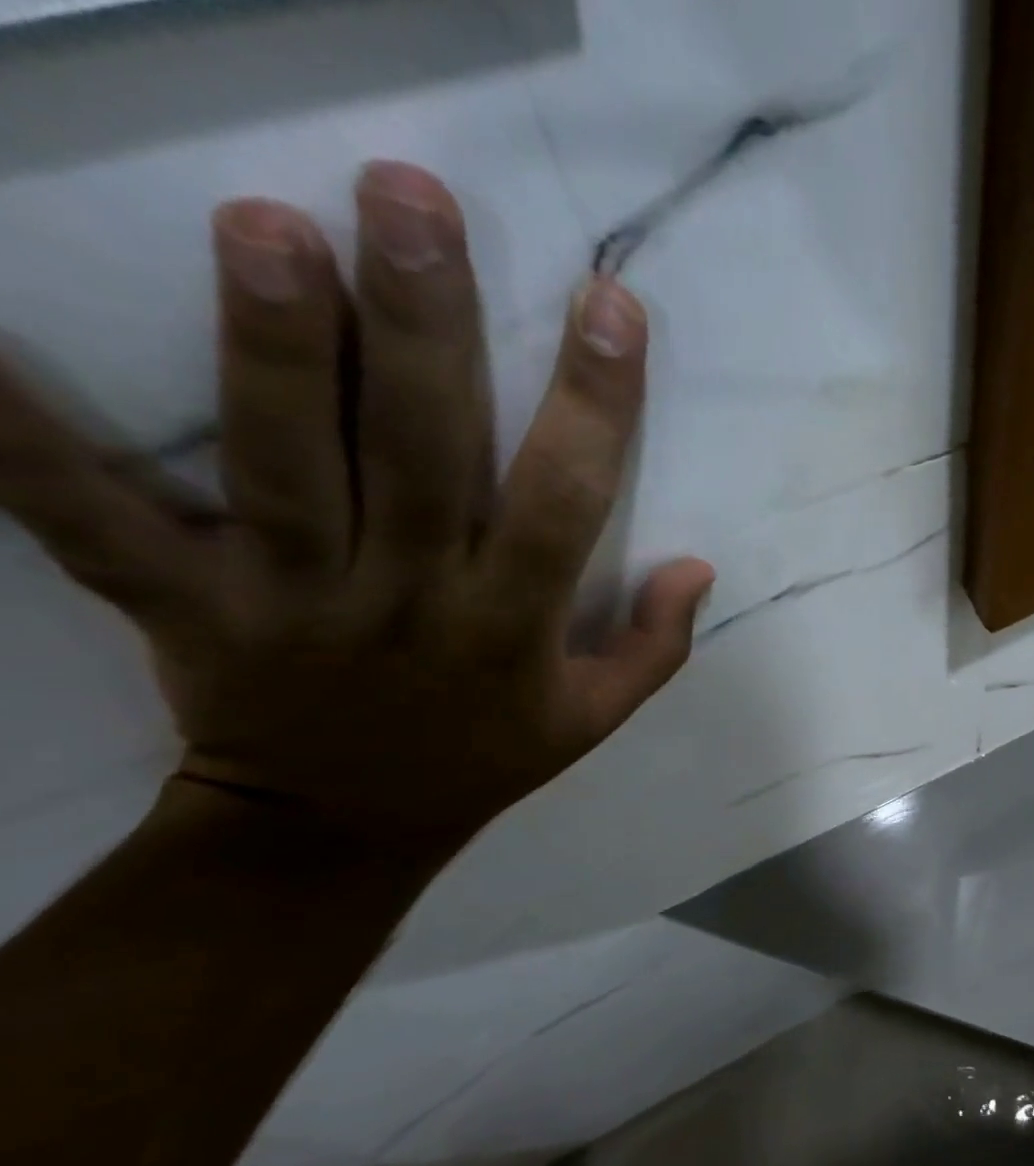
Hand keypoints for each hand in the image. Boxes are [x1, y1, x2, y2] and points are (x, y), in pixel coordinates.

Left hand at [0, 162, 711, 847]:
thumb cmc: (485, 757)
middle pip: (422, 459)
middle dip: (426, 331)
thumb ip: (656, 647)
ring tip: (267, 225)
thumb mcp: (594, 719)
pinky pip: (95, 522)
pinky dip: (22, 434)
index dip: (594, 406)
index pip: (566, 504)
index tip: (610, 306)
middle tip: (412, 200)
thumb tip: (697, 566)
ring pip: (285, 468)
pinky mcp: (186, 606)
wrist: (340, 828)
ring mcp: (293, 600)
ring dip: (276, 350)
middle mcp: (412, 600)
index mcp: (513, 627)